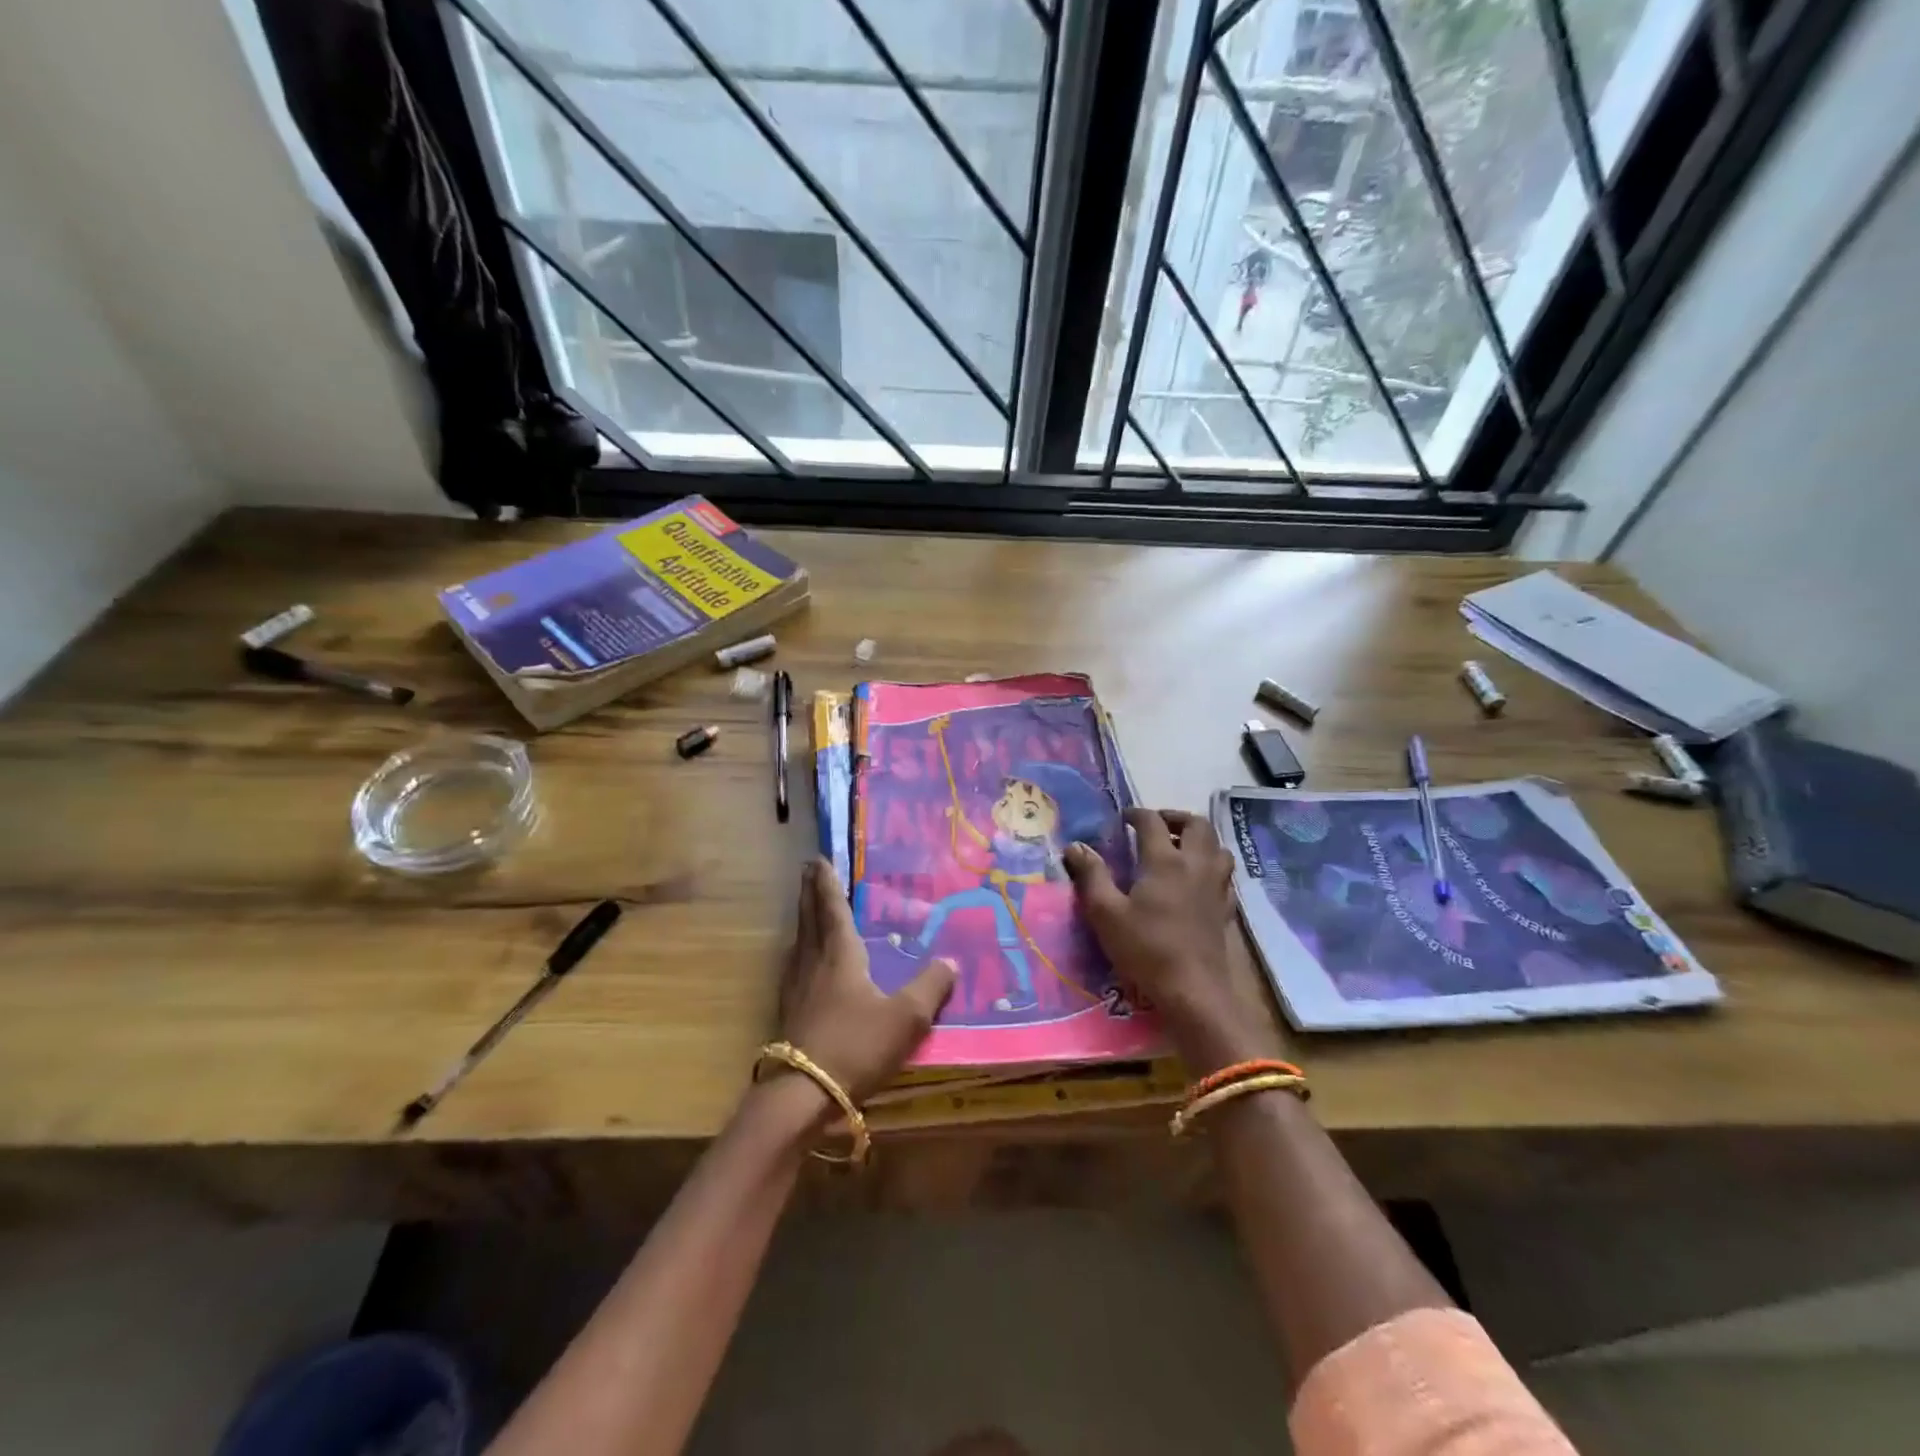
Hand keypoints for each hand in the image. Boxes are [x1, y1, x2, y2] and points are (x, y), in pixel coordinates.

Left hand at [776, 858, 955, 1105]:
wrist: (803, 1093)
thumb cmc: (856, 1045)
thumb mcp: (906, 1017)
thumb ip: (930, 986)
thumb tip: (950, 961)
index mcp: (840, 954)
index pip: (832, 908)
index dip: (827, 883)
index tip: (818, 859)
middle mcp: (813, 962)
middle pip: (809, 918)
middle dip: (810, 892)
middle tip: (808, 869)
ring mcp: (796, 987)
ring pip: (799, 941)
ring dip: (803, 918)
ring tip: (808, 910)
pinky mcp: (789, 1011)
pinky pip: (795, 965)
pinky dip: (801, 949)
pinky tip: (804, 964)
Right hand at [1065, 809, 1281, 1074]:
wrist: (1193, 991)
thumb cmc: (1145, 949)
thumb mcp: (1106, 913)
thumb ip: (1091, 875)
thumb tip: (1075, 846)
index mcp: (1165, 861)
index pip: (1152, 822)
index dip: (1137, 814)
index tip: (1124, 817)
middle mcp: (1195, 865)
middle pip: (1197, 825)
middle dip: (1175, 818)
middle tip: (1156, 825)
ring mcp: (1215, 887)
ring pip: (1217, 846)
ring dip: (1199, 839)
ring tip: (1179, 848)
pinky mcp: (1226, 909)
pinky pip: (1224, 875)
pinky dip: (1211, 866)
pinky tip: (1197, 880)